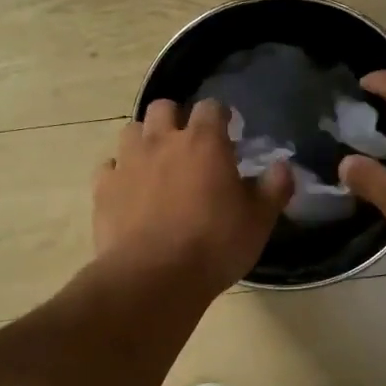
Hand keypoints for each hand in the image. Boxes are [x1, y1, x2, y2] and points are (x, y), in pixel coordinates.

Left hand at [94, 98, 293, 295]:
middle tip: (188, 145)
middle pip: (163, 107)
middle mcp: (162, 141)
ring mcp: (128, 163)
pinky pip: (108, 167)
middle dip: (176, 118)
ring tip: (156, 165)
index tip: (227, 131)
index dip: (220, 116)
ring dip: (144, 141)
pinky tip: (128, 191)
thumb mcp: (258, 221)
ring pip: (131, 131)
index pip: (211, 107)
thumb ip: (274, 189)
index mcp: (204, 143)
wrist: (154, 277)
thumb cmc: (215, 245)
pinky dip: (119, 173)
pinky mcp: (103, 188)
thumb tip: (283, 166)